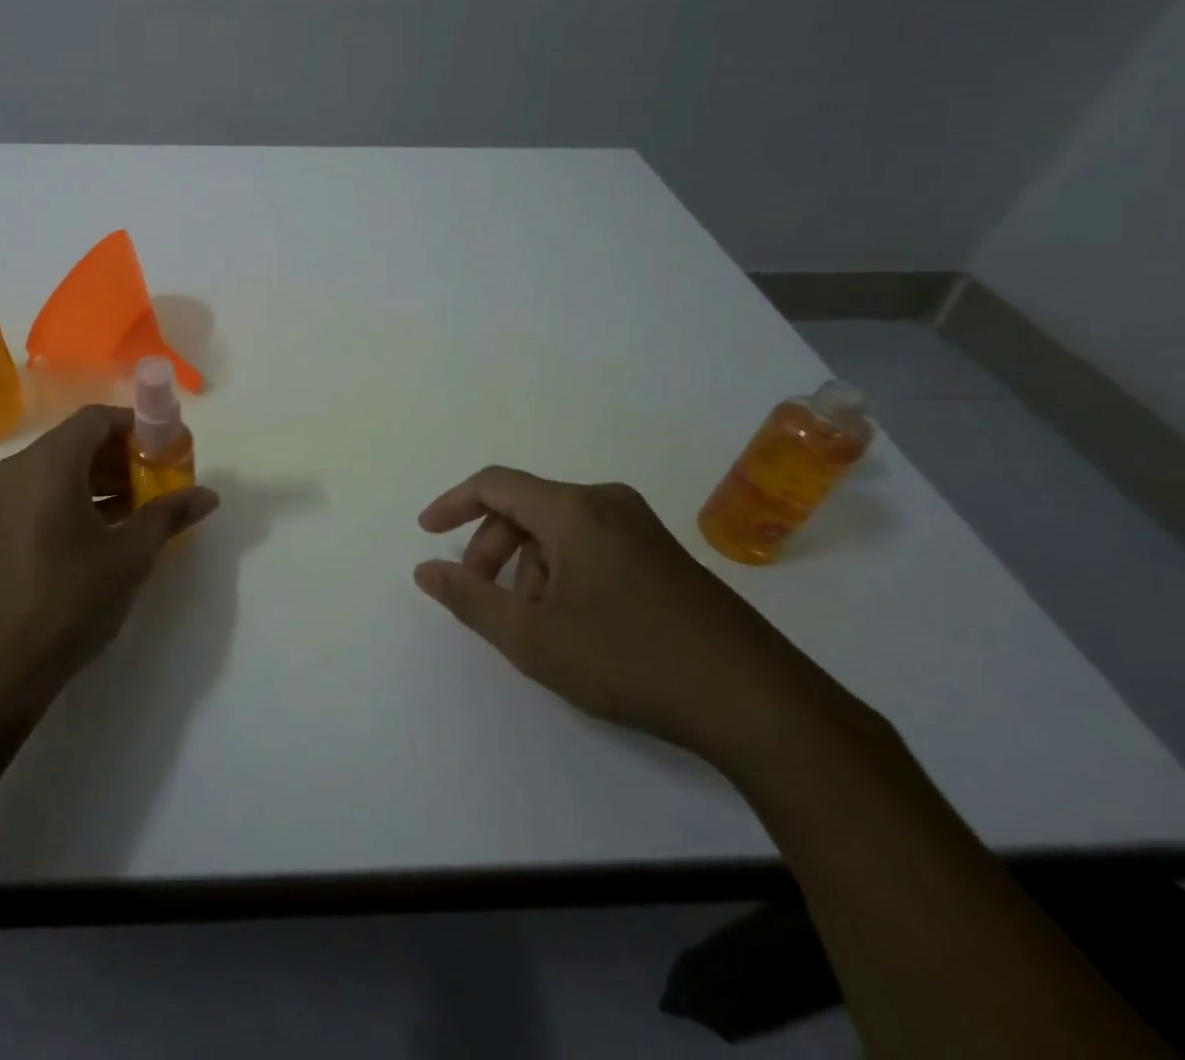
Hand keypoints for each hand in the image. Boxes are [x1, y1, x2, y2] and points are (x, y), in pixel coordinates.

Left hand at [0, 405, 218, 714]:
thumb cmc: (68, 600)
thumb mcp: (129, 556)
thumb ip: (168, 515)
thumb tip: (208, 495)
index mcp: (48, 464)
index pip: (97, 419)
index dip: (138, 427)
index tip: (169, 450)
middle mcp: (19, 470)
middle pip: (79, 442)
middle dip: (125, 456)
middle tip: (162, 481)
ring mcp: (3, 500)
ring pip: (62, 469)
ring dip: (104, 480)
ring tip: (144, 508)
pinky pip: (45, 494)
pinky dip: (80, 499)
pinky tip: (110, 531)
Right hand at [415, 468, 838, 765]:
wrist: (759, 703)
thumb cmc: (631, 660)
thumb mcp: (534, 639)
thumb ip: (470, 600)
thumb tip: (427, 570)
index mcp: (573, 509)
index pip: (495, 484)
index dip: (453, 503)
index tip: (427, 533)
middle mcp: (606, 503)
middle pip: (526, 508)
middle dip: (491, 549)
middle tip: (481, 597)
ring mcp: (641, 527)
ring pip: (559, 530)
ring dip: (529, 566)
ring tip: (534, 624)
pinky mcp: (664, 555)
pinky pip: (592, 544)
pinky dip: (563, 571)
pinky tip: (573, 623)